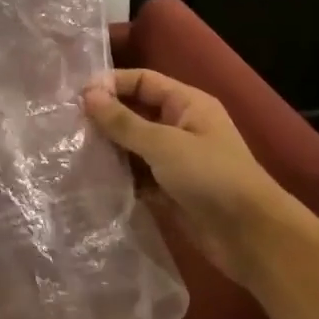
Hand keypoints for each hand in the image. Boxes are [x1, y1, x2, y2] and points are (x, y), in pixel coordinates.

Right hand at [83, 69, 288, 288]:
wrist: (250, 237)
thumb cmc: (211, 176)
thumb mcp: (163, 144)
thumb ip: (123, 121)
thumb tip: (87, 94)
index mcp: (187, 104)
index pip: (143, 81)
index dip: (111, 84)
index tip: (77, 96)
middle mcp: (180, 126)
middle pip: (135, 112)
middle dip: (105, 117)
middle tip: (67, 124)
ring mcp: (175, 159)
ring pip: (132, 145)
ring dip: (108, 148)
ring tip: (72, 150)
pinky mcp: (169, 189)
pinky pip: (136, 174)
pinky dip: (117, 175)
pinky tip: (90, 179)